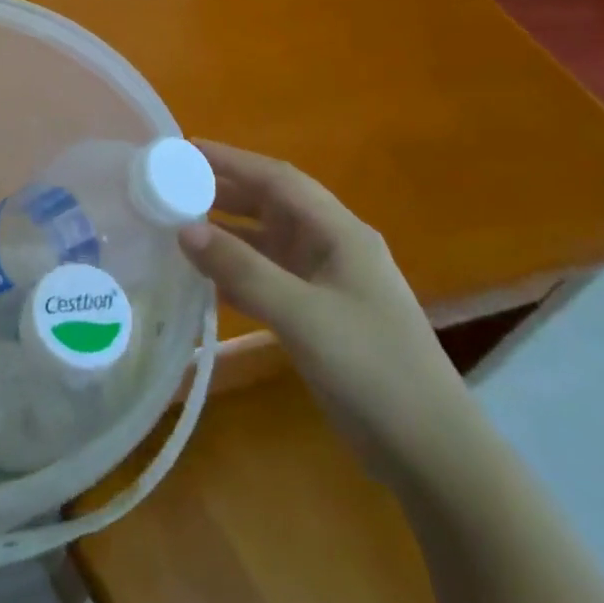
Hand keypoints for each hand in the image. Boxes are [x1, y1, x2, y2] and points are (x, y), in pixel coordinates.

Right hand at [178, 142, 477, 484]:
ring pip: (268, 243)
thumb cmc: (372, 369)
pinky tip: (205, 276)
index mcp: (340, 233)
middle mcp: (333, 248)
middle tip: (173, 185)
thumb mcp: (302, 315)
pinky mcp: (319, 317)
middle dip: (225, 191)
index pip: (279, 179)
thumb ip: (242, 269)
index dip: (232, 160)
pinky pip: (268, 278)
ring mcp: (327, 284)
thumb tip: (184, 229)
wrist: (430, 453)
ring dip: (227, 232)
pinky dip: (237, 271)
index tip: (186, 149)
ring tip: (178, 224)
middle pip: (272, 206)